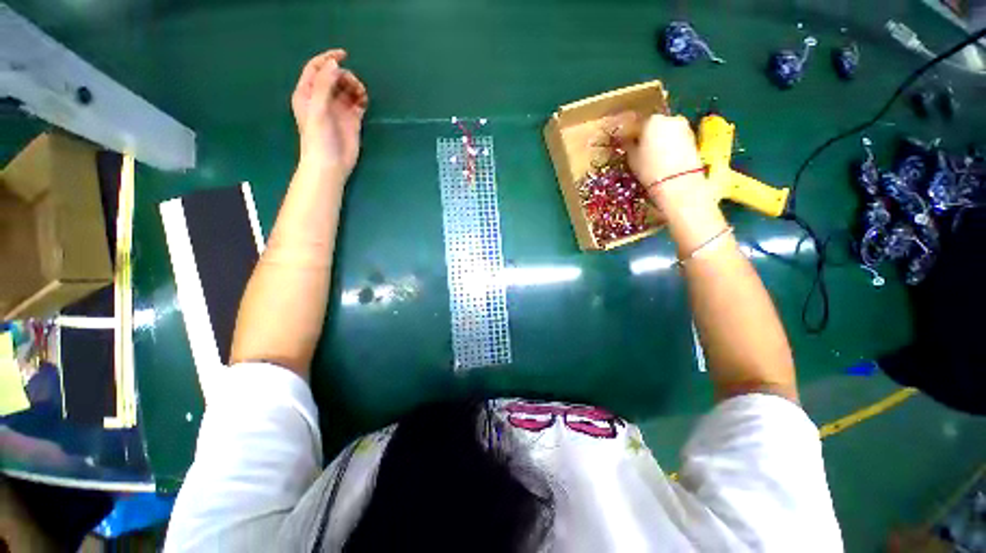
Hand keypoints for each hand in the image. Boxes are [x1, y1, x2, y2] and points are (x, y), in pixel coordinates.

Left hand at [291, 49, 368, 177]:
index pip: (316, 68)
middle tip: (353, 86)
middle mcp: (323, 98)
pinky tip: (364, 102)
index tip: (344, 55)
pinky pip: (358, 103)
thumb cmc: (319, 138)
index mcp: (308, 93)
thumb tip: (335, 63)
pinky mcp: (352, 120)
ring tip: (361, 95)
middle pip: (335, 77)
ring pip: (347, 89)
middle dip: (346, 76)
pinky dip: (362, 99)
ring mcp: (338, 109)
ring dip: (355, 87)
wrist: (331, 165)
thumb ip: (324, 84)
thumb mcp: (318, 108)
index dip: (328, 58)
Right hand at [627, 115, 710, 207]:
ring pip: (667, 132)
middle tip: (641, 149)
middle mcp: (669, 119)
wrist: (678, 181)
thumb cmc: (649, 168)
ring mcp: (684, 127)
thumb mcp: (632, 158)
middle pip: (655, 126)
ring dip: (660, 140)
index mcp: (651, 121)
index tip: (627, 144)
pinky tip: (665, 158)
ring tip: (653, 155)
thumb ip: (630, 146)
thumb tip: (628, 142)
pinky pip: (676, 139)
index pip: (638, 124)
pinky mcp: (693, 138)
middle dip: (648, 136)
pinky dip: (670, 146)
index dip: (631, 135)